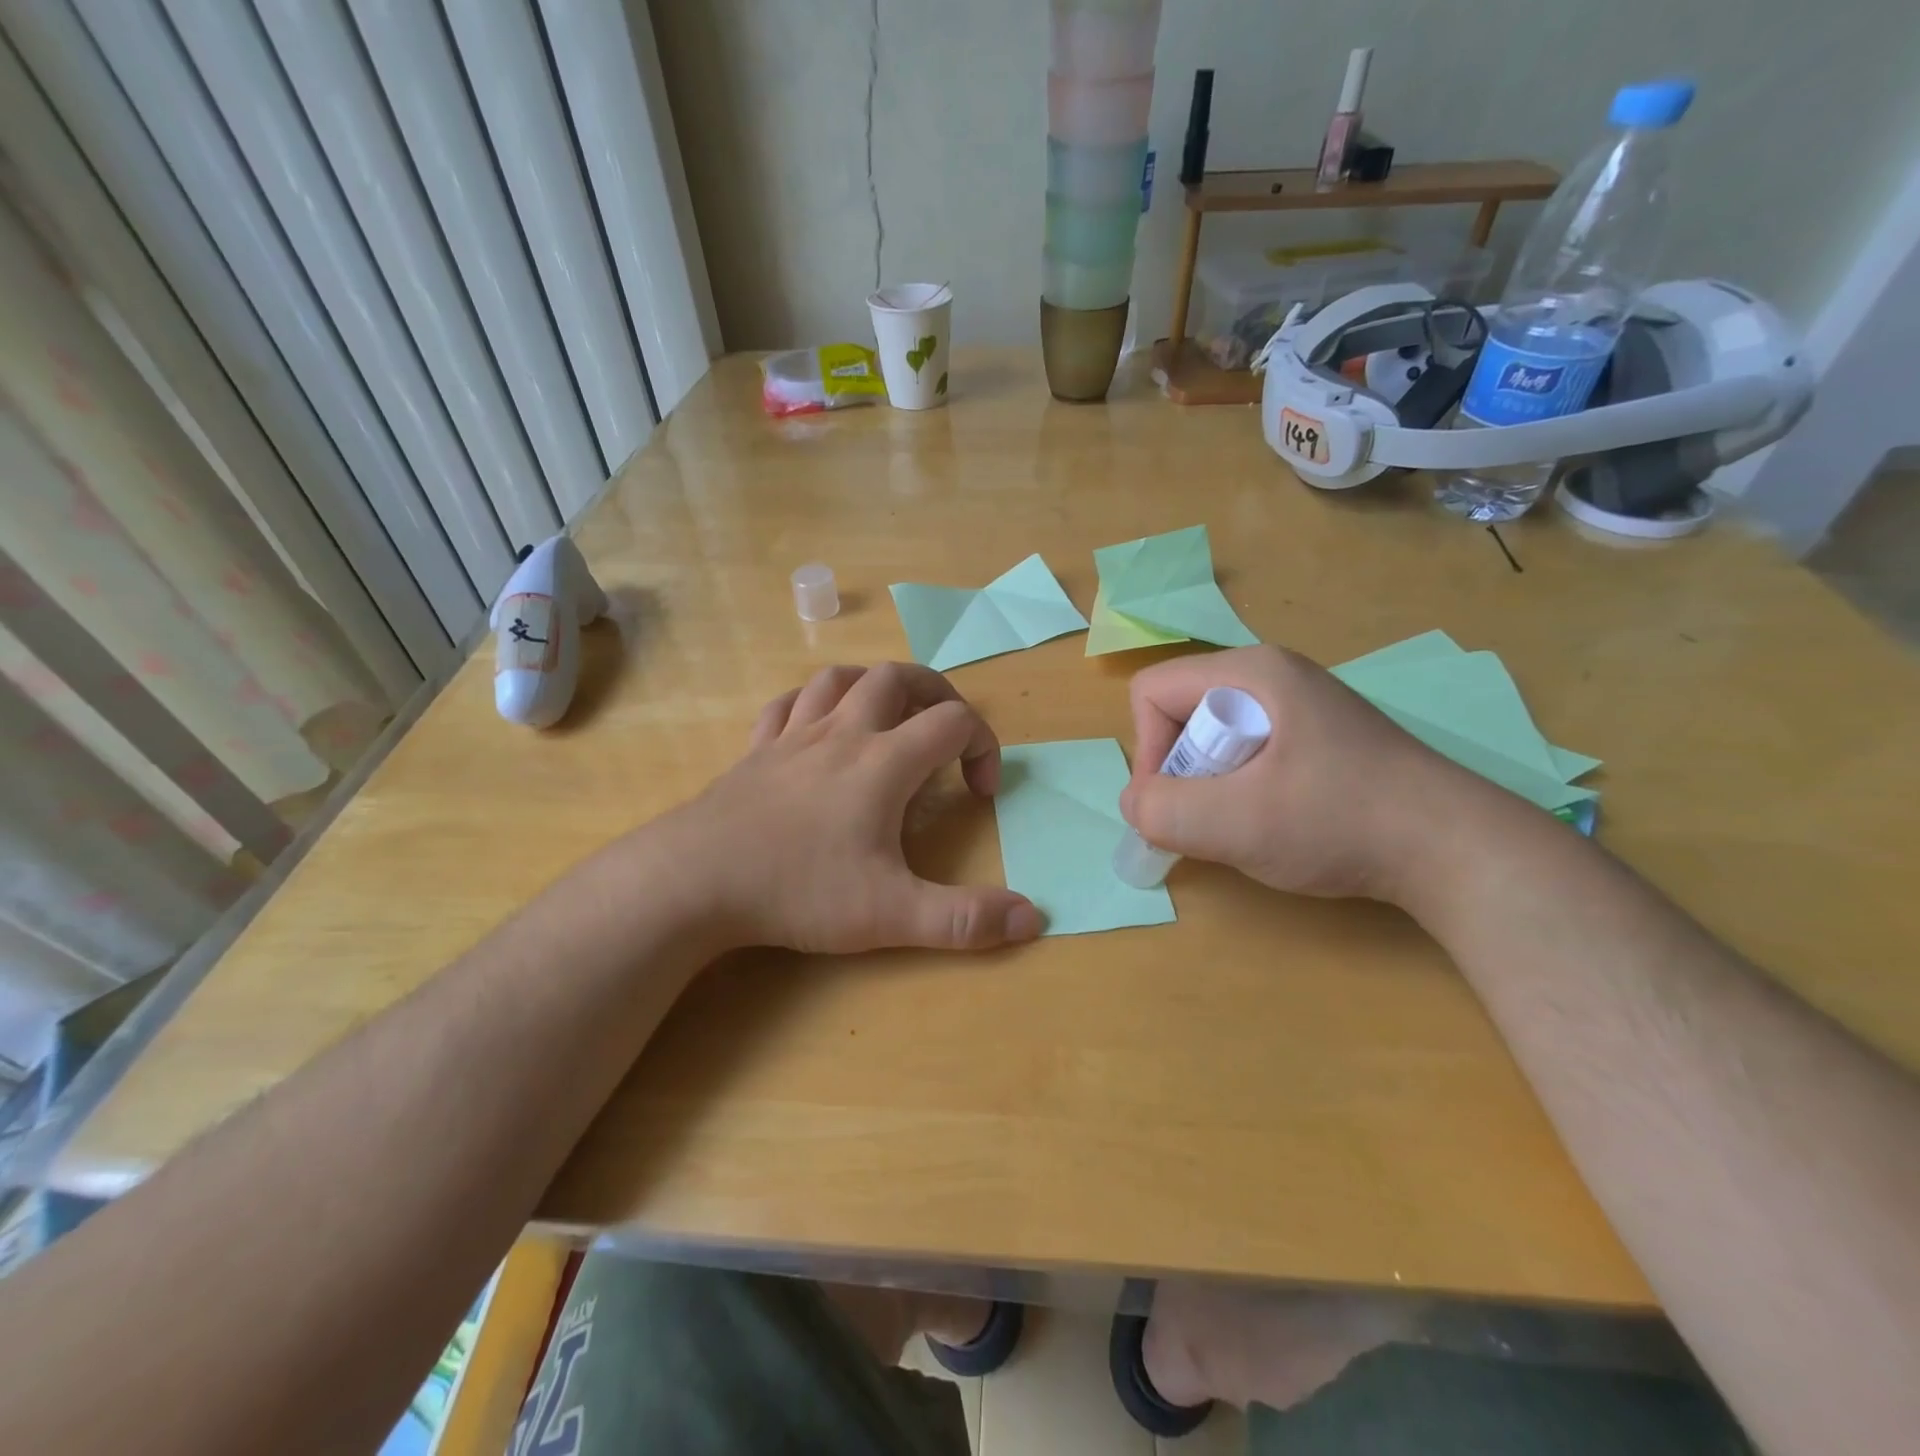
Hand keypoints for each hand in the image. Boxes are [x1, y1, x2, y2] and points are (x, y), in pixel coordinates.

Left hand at [656, 663, 1043, 953]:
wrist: (694, 881)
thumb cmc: (799, 890)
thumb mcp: (891, 915)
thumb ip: (965, 919)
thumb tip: (1035, 917)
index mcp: (883, 762)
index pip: (953, 722)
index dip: (983, 747)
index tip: (981, 793)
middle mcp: (842, 734)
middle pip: (898, 677)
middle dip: (935, 692)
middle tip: (947, 730)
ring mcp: (792, 737)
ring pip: (839, 678)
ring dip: (874, 686)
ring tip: (888, 716)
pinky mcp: (755, 751)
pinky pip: (786, 705)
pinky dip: (811, 703)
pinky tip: (814, 727)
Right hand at [1120, 645, 1493, 902]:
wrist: (1456, 849)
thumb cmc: (1340, 821)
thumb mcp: (1237, 822)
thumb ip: (1164, 811)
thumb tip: (1137, 805)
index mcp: (1250, 671)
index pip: (1152, 692)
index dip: (1149, 750)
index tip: (1178, 804)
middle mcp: (1272, 675)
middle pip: (1182, 714)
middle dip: (1184, 773)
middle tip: (1219, 818)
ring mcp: (1300, 705)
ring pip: (1214, 739)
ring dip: (1213, 787)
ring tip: (1251, 824)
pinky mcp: (1318, 737)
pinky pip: (1248, 754)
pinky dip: (1243, 791)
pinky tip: (1279, 821)